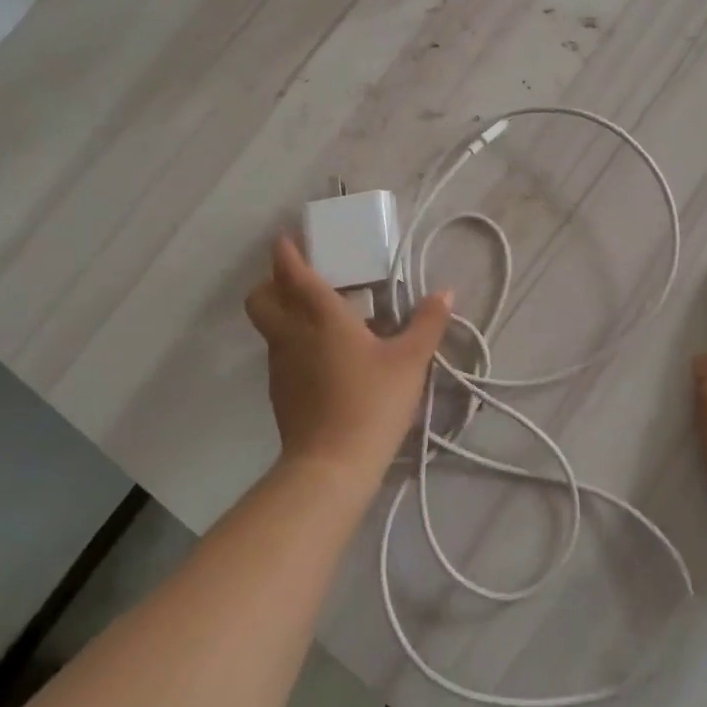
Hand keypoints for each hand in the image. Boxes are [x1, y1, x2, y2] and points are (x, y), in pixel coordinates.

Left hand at [244, 235, 452, 487]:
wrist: (331, 466)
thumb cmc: (372, 402)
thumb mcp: (410, 361)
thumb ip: (427, 323)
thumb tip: (444, 292)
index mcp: (321, 318)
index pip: (294, 275)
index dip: (286, 253)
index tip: (287, 239)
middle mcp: (292, 335)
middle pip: (261, 298)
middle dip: (272, 282)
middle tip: (303, 281)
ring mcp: (281, 366)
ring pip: (270, 327)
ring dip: (285, 313)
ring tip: (323, 319)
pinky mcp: (280, 393)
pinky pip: (281, 354)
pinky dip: (294, 344)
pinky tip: (325, 358)